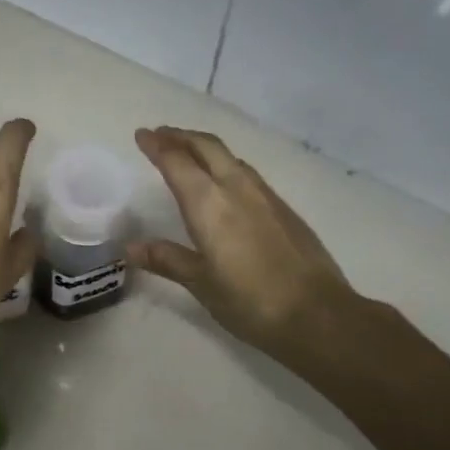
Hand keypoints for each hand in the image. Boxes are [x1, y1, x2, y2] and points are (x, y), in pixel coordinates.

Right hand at [128, 126, 379, 366]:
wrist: (318, 314)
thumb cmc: (249, 301)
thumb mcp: (200, 282)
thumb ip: (167, 259)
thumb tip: (131, 247)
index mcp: (208, 203)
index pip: (176, 162)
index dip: (157, 146)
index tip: (141, 134)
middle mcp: (236, 188)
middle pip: (206, 147)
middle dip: (181, 137)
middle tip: (161, 135)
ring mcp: (265, 195)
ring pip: (230, 157)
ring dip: (205, 148)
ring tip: (189, 153)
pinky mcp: (284, 208)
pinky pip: (247, 173)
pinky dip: (226, 166)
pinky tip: (225, 182)